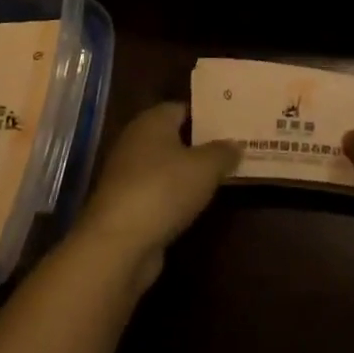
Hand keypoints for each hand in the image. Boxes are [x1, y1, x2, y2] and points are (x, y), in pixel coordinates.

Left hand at [74, 103, 238, 276]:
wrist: (118, 244)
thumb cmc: (164, 189)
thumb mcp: (206, 167)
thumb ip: (224, 152)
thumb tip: (235, 144)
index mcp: (152, 122)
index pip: (182, 108)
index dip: (207, 115)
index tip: (232, 123)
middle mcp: (135, 142)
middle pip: (173, 137)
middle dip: (201, 144)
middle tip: (233, 149)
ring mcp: (127, 176)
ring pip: (166, 167)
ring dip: (189, 173)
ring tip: (222, 176)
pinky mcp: (126, 207)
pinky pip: (159, 193)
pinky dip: (176, 197)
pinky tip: (198, 204)